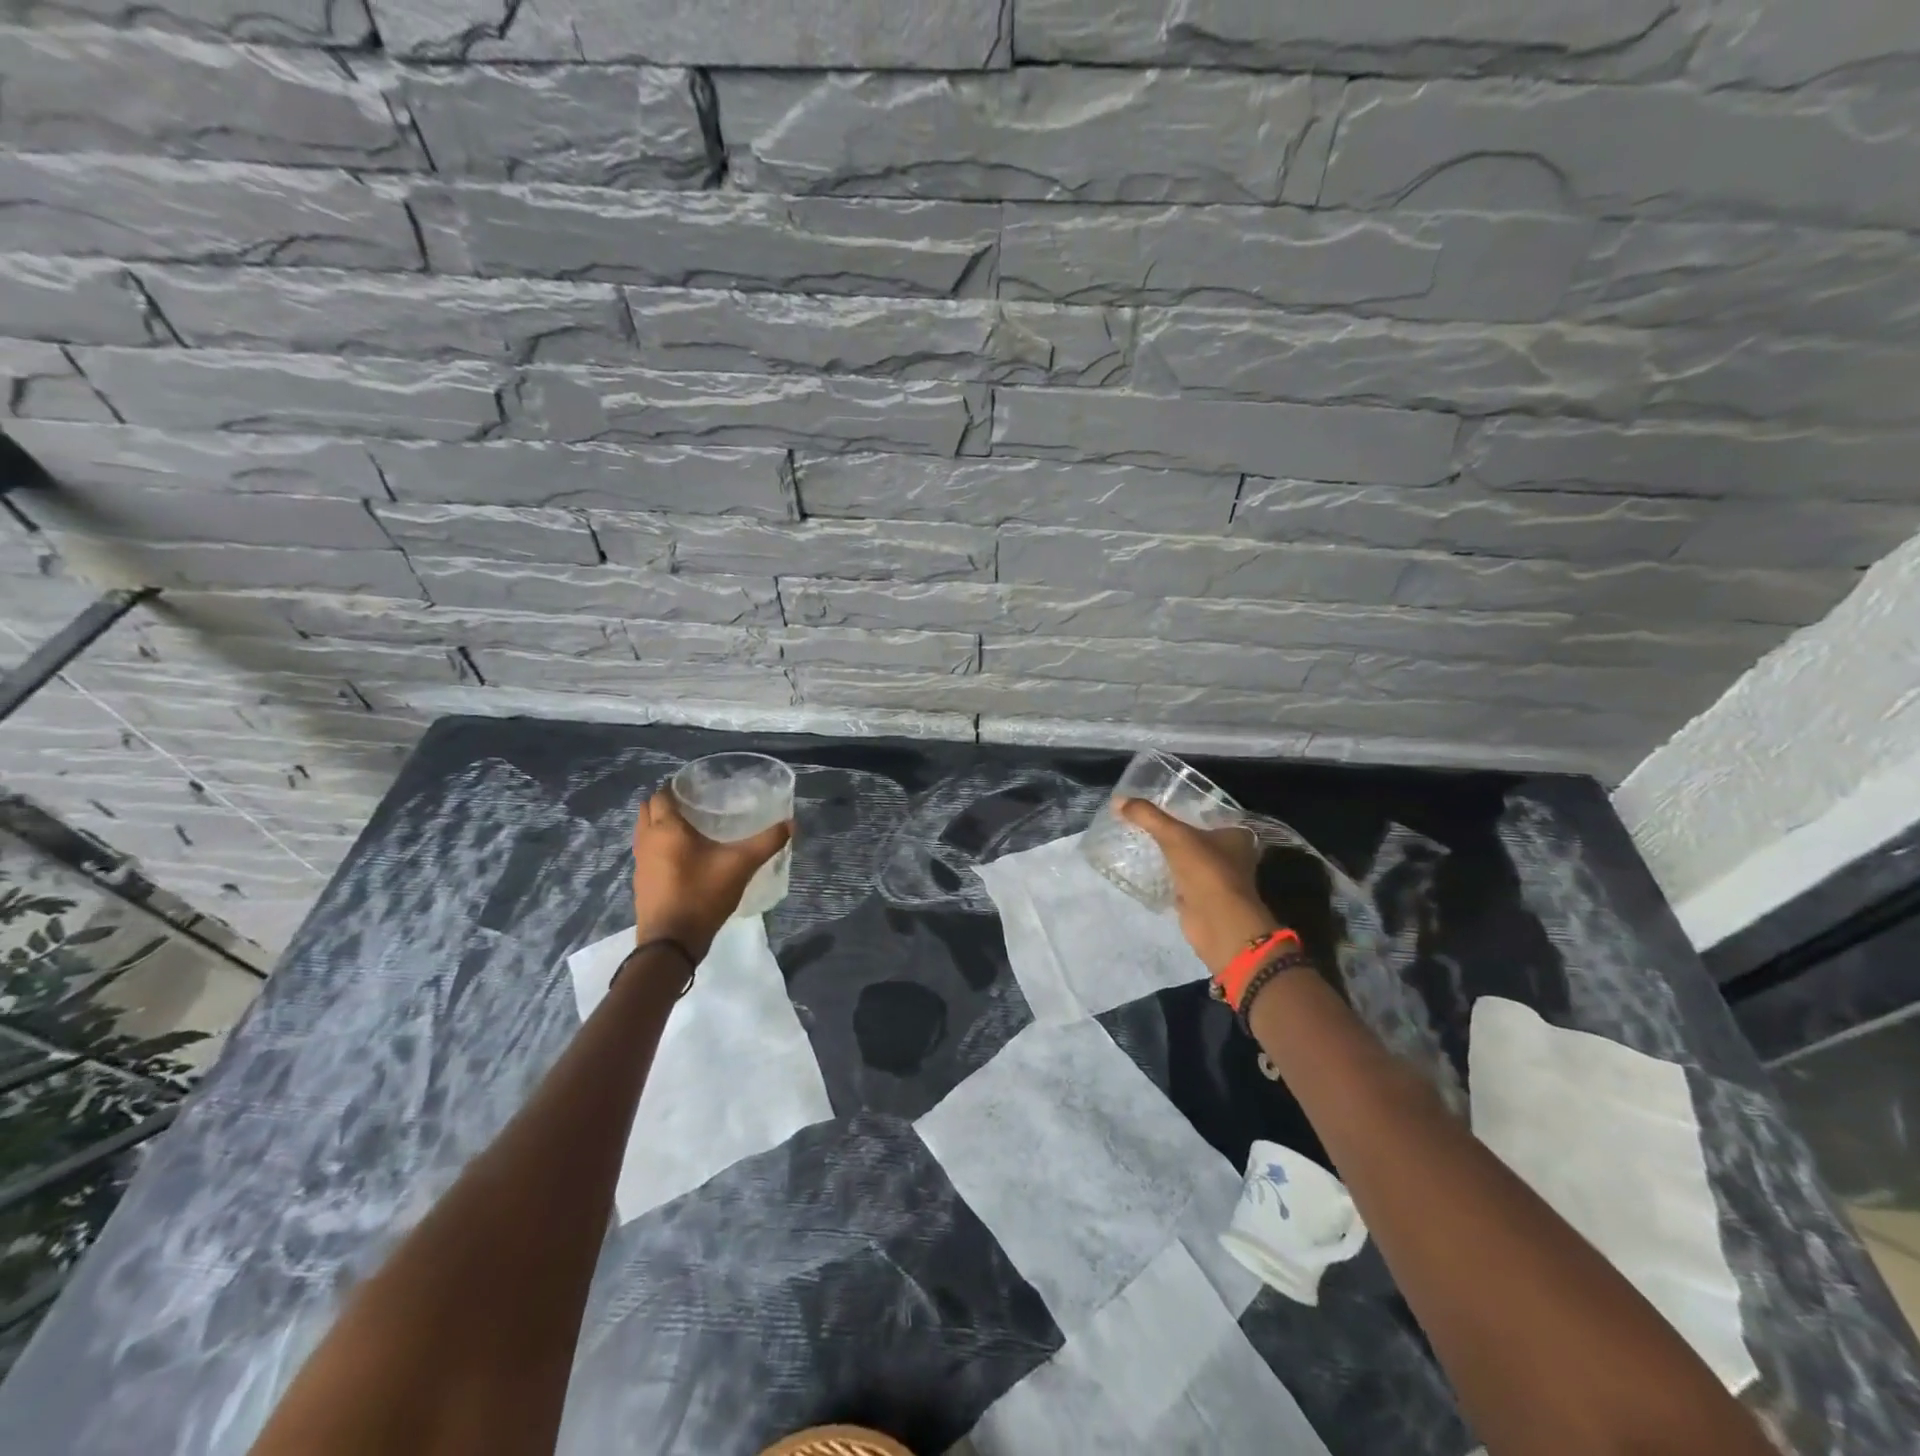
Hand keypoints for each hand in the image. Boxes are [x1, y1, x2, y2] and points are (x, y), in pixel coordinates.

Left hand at [632, 790, 791, 959]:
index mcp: (666, 828)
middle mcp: (647, 840)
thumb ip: (766, 842)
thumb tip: (790, 823)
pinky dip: (659, 845)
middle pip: (649, 808)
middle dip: (666, 802)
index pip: (662, 794)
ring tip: (690, 828)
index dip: (677, 786)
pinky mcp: (641, 881)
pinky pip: (647, 851)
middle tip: (694, 804)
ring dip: (660, 824)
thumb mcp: (741, 865)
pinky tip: (683, 856)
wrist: (671, 943)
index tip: (698, 787)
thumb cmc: (702, 895)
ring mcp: (640, 862)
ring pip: (644, 831)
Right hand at [1117, 798, 1279, 975]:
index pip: (1211, 815)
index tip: (1164, 804)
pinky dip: (1169, 877)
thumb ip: (1147, 816)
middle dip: (1178, 834)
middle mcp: (1233, 856)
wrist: (1217, 922)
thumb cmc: (1205, 871)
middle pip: (1200, 838)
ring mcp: (1219, 880)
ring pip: (1191, 861)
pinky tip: (1148, 869)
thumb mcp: (1174, 835)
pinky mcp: (1204, 899)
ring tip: (1142, 842)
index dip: (1189, 809)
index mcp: (1236, 836)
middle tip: (1147, 823)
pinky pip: (1182, 882)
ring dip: (1173, 857)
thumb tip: (1117, 800)